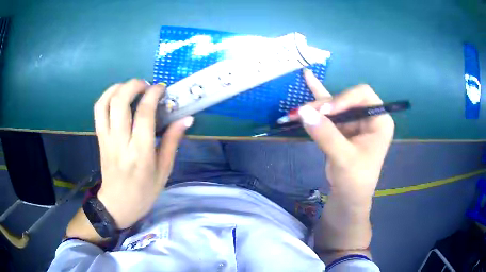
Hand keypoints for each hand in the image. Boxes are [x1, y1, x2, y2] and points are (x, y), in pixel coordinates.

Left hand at [94, 79, 192, 228]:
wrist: (117, 205)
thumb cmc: (144, 192)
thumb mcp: (164, 171)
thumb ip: (172, 142)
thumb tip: (186, 119)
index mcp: (140, 153)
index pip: (144, 114)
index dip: (153, 94)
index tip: (162, 89)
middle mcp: (120, 142)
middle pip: (120, 102)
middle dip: (134, 85)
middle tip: (146, 85)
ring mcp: (106, 139)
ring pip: (105, 103)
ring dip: (118, 87)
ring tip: (131, 88)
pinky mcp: (99, 138)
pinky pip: (98, 111)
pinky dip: (107, 96)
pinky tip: (118, 96)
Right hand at [298, 69, 393, 204]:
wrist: (348, 197)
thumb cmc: (355, 180)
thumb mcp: (344, 158)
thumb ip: (326, 134)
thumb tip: (302, 112)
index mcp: (379, 120)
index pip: (363, 96)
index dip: (344, 99)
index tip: (325, 112)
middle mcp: (368, 116)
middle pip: (345, 99)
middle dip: (324, 106)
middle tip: (303, 113)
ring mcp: (354, 120)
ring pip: (334, 105)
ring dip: (315, 108)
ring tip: (296, 111)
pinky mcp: (342, 126)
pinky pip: (329, 111)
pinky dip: (317, 99)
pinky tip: (307, 77)